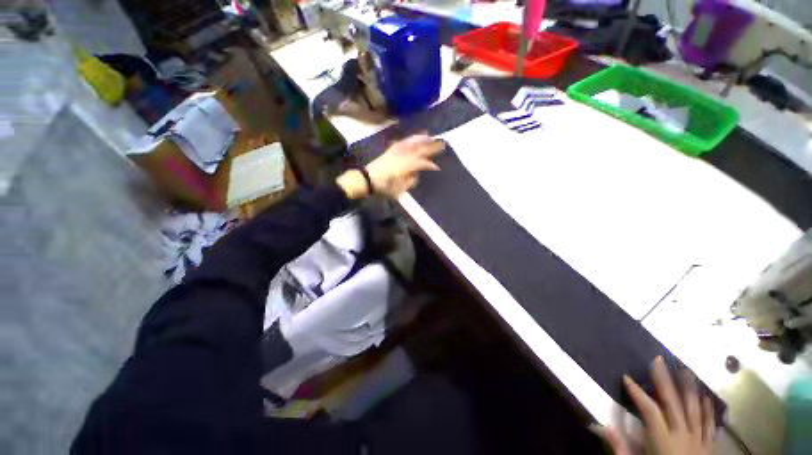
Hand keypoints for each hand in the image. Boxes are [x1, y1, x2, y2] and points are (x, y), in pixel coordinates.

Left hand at [336, 134, 443, 199]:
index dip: (429, 165)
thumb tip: (415, 175)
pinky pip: (401, 143)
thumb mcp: (397, 191)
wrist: (366, 180)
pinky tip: (413, 138)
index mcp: (403, 167)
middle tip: (442, 143)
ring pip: (410, 143)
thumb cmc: (382, 188)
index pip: (420, 163)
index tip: (437, 167)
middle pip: (418, 150)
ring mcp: (394, 152)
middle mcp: (401, 157)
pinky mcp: (389, 151)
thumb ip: (409, 182)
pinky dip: (409, 139)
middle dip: (431, 147)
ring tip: (430, 135)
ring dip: (421, 139)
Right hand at [594, 357, 715, 454]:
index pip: (649, 410)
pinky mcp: (708, 446)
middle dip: (665, 380)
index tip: (626, 377)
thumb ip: (621, 447)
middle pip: (673, 403)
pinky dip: (707, 410)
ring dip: (689, 389)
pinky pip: (709, 425)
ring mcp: (697, 439)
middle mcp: (682, 434)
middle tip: (659, 360)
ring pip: (694, 409)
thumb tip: (603, 425)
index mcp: (662, 439)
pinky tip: (706, 398)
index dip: (637, 392)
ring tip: (686, 370)